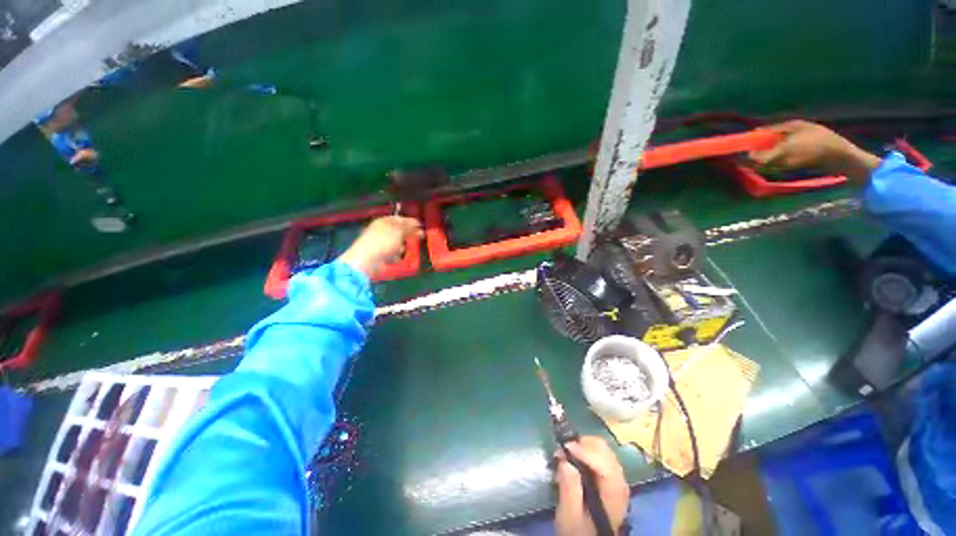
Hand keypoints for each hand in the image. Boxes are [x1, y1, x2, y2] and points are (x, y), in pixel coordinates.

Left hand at [338, 216, 421, 276]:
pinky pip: (391, 252)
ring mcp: (379, 242)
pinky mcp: (379, 254)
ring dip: (402, 246)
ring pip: (396, 242)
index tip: (421, 227)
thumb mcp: (399, 231)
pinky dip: (396, 254)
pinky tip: (397, 257)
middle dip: (408, 234)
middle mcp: (381, 230)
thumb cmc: (384, 241)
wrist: (367, 260)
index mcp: (384, 221)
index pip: (400, 218)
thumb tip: (417, 224)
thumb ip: (409, 227)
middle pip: (398, 230)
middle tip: (419, 238)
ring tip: (406, 249)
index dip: (411, 222)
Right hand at [555, 436, 629, 535]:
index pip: (604, 464)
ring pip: (602, 448)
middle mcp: (619, 481)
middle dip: (582, 444)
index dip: (585, 451)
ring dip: (582, 446)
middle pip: (604, 450)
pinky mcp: (610, 476)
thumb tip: (565, 461)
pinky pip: (599, 453)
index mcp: (613, 493)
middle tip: (562, 450)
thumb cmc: (578, 530)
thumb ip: (569, 489)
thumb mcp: (569, 515)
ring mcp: (616, 477)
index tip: (565, 447)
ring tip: (565, 454)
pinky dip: (585, 450)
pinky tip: (573, 459)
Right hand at [749, 120, 881, 180]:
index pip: (766, 131)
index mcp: (790, 126)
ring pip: (778, 153)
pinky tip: (781, 169)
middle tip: (753, 162)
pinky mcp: (807, 156)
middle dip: (762, 152)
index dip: (754, 139)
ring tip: (765, 167)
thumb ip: (765, 154)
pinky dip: (781, 165)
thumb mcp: (786, 150)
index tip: (742, 149)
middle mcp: (795, 133)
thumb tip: (747, 157)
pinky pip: (787, 160)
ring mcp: (802, 144)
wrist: (840, 157)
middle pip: (771, 143)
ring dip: (771, 160)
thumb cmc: (813, 147)